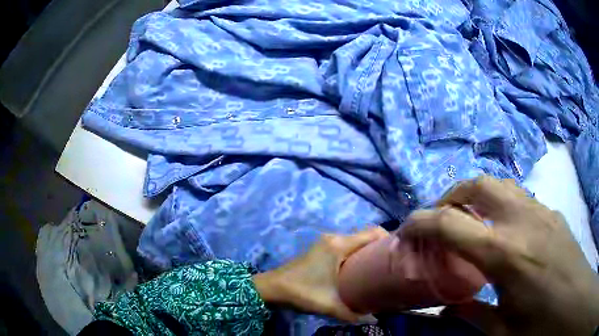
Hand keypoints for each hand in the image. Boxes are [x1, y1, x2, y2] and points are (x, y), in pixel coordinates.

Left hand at [253, 227, 388, 320]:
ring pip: (356, 241)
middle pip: (366, 235)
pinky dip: (357, 254)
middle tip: (392, 265)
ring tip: (380, 269)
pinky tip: (361, 270)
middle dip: (381, 247)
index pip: (373, 232)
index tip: (399, 254)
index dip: (389, 239)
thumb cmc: (301, 292)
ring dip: (368, 251)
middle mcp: (334, 238)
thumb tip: (376, 320)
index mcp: (339, 245)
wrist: (271, 288)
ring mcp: (326, 242)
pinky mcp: (321, 249)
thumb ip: (354, 314)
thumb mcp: (330, 305)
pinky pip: (346, 246)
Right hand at [400, 176, 598, 335]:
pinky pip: (518, 196)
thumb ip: (471, 314)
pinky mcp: (550, 212)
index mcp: (505, 254)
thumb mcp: (501, 332)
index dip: (422, 221)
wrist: (574, 301)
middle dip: (451, 196)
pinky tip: (502, 229)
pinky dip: (499, 203)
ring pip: (500, 183)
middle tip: (440, 219)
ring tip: (468, 219)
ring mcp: (540, 211)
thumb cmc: (541, 325)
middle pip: (479, 184)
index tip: (406, 228)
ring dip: (476, 195)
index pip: (452, 224)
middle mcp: (522, 221)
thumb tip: (445, 306)